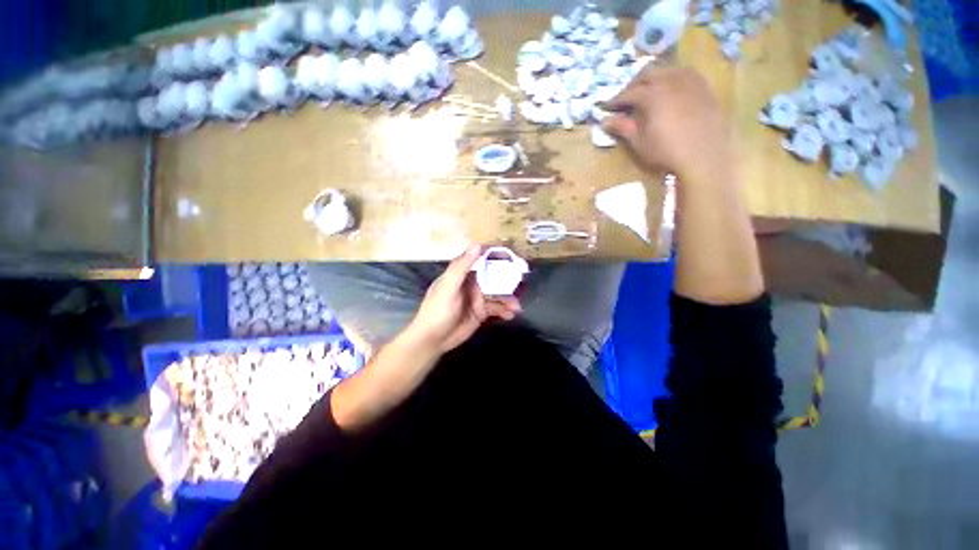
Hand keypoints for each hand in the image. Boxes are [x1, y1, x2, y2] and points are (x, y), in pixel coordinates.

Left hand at [404, 245, 520, 353]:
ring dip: (508, 298)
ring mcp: (477, 298)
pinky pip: (497, 308)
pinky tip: (511, 315)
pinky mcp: (481, 313)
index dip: (496, 256)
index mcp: (463, 274)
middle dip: (508, 280)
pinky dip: (505, 311)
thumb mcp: (448, 286)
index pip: (482, 259)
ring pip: (498, 294)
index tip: (513, 255)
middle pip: (494, 277)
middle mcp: (472, 283)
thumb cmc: (437, 310)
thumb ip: (462, 267)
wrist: (432, 340)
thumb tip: (477, 244)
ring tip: (518, 306)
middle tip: (523, 282)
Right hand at [603, 66, 732, 184]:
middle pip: (649, 74)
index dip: (617, 99)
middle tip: (627, 97)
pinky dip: (674, 79)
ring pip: (669, 70)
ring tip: (649, 91)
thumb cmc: (666, 152)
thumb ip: (623, 127)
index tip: (608, 107)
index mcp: (654, 94)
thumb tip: (605, 120)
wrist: (703, 157)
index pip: (630, 92)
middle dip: (635, 84)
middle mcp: (672, 81)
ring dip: (655, 78)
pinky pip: (687, 75)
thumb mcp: (640, 142)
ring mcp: (691, 82)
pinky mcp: (705, 89)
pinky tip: (672, 90)